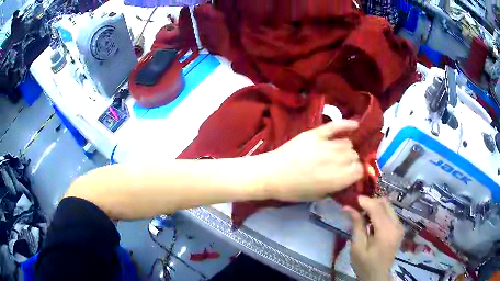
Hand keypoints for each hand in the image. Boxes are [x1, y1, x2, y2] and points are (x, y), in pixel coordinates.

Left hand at [263, 120, 363, 201]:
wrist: (271, 174)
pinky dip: (347, 125)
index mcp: (336, 179)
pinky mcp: (315, 134)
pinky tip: (355, 125)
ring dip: (346, 148)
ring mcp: (325, 145)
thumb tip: (349, 178)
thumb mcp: (319, 196)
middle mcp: (335, 161)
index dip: (357, 172)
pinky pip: (335, 126)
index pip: (359, 170)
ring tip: (338, 153)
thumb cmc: (293, 190)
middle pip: (354, 156)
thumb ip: (337, 186)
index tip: (353, 173)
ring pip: (347, 143)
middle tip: (343, 165)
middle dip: (352, 161)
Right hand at [345, 196, 403, 280]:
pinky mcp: (399, 228)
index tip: (353, 199)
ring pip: (388, 207)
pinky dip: (380, 212)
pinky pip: (390, 213)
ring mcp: (399, 226)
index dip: (365, 201)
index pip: (377, 208)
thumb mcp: (357, 247)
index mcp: (386, 232)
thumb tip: (349, 208)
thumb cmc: (365, 264)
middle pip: (385, 204)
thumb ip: (357, 226)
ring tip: (363, 215)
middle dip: (371, 202)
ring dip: (376, 207)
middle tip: (357, 208)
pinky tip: (372, 221)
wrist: (377, 276)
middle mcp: (396, 225)